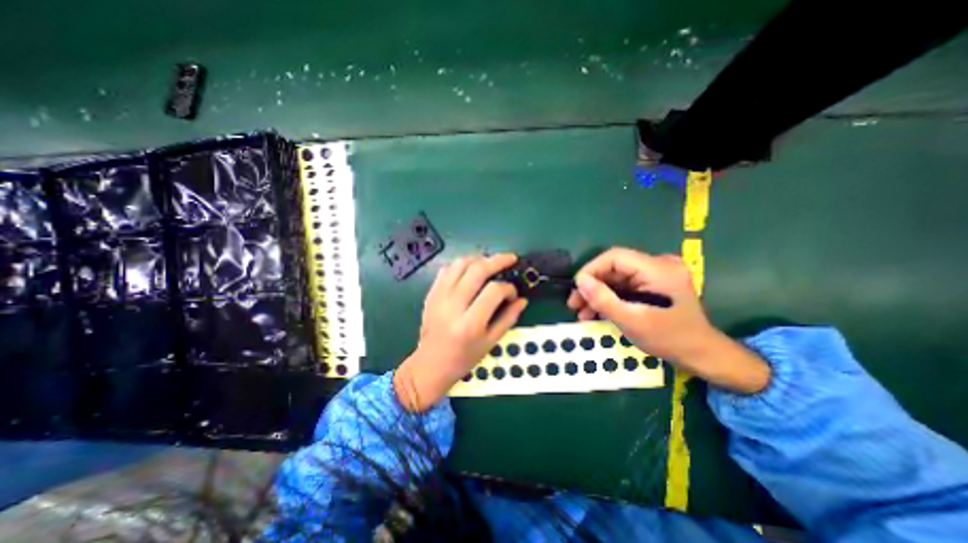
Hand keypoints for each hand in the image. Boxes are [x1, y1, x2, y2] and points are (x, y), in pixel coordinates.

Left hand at [395, 254, 527, 410]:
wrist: (430, 365)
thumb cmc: (464, 358)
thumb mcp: (490, 343)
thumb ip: (508, 318)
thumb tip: (522, 299)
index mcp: (470, 324)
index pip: (494, 291)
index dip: (508, 288)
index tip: (513, 293)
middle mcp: (453, 306)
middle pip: (477, 270)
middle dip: (497, 260)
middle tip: (510, 258)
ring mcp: (439, 297)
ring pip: (460, 264)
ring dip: (478, 258)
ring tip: (490, 262)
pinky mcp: (431, 294)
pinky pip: (446, 269)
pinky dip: (461, 264)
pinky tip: (470, 270)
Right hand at [569, 246, 772, 393]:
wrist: (700, 354)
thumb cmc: (669, 339)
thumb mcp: (632, 321)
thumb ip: (603, 299)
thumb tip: (580, 280)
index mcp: (658, 269)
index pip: (615, 257)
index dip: (591, 269)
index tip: (576, 288)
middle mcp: (659, 264)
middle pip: (614, 268)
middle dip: (592, 286)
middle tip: (574, 304)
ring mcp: (657, 273)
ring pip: (616, 277)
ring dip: (598, 294)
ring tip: (582, 312)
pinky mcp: (654, 283)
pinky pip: (625, 285)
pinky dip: (610, 297)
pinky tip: (596, 311)